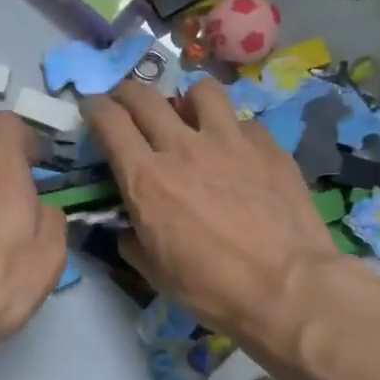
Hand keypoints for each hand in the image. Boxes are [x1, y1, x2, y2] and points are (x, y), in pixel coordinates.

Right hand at [86, 79, 338, 342]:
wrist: (287, 288)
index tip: (92, 110)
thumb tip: (129, 230)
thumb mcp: (154, 272)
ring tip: (190, 117)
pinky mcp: (268, 146)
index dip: (95, 108)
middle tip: (126, 104)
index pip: (109, 121)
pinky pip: (242, 122)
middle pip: (145, 96)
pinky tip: (237, 153)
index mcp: (146, 179)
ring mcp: (229, 141)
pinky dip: (232, 131)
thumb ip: (133, 241)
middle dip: (127, 93)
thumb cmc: (211, 288)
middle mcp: (182, 147)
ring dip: (186, 100)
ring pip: (200, 91)